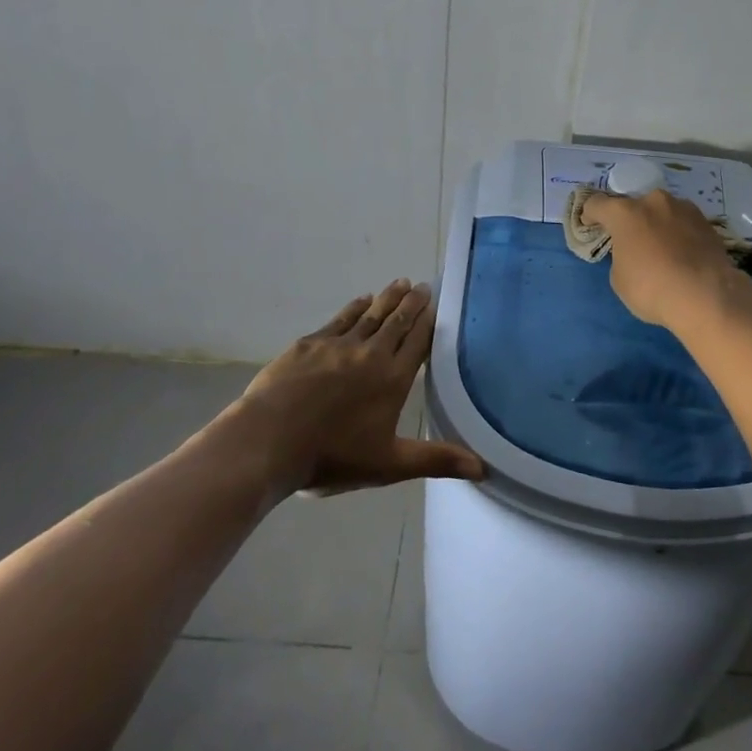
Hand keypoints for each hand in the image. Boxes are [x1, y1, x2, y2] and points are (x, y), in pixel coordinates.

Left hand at [235, 280, 484, 494]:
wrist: (269, 441)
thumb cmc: (332, 457)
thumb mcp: (389, 465)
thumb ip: (435, 460)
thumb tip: (483, 468)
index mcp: (393, 379)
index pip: (418, 342)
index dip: (428, 322)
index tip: (437, 304)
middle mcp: (371, 354)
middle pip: (397, 321)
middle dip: (411, 303)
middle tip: (422, 285)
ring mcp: (338, 345)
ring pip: (370, 314)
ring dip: (387, 298)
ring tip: (400, 283)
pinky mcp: (310, 344)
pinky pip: (340, 319)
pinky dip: (354, 307)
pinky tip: (361, 300)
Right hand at [579, 190, 751, 330]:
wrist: (706, 295)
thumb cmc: (652, 288)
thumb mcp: (620, 279)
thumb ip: (621, 256)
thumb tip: (633, 252)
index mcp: (625, 213)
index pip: (597, 203)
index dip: (590, 214)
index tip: (590, 225)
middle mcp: (653, 202)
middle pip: (634, 205)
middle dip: (630, 220)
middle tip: (631, 241)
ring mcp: (683, 208)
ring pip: (662, 212)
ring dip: (657, 224)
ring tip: (661, 249)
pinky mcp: (706, 222)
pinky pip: (683, 224)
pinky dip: (678, 234)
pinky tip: (682, 255)